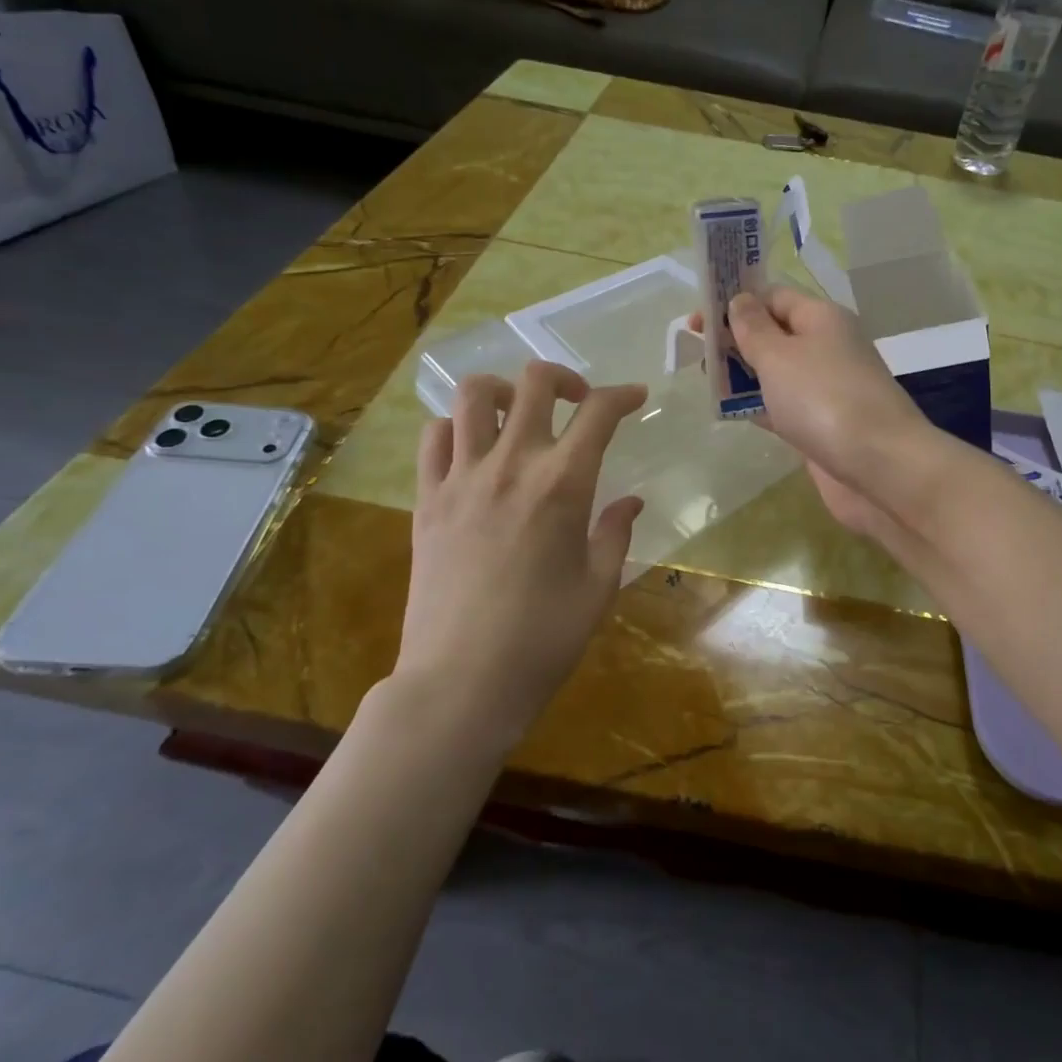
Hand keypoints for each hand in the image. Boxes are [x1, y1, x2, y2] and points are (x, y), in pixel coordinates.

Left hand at [398, 361, 645, 743]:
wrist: (461, 682)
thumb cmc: (543, 639)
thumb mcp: (598, 587)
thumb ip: (614, 534)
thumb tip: (628, 502)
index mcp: (562, 485)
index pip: (598, 414)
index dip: (623, 396)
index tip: (636, 397)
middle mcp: (510, 465)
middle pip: (533, 383)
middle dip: (564, 378)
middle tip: (578, 403)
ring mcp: (460, 478)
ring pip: (473, 395)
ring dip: (505, 392)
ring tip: (519, 416)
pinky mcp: (425, 500)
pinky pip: (432, 438)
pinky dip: (455, 428)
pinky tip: (473, 451)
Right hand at [720, 287, 931, 540]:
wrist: (879, 466)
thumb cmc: (823, 399)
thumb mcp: (779, 355)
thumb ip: (753, 328)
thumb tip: (740, 300)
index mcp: (822, 318)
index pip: (774, 297)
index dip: (736, 303)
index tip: (698, 322)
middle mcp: (828, 347)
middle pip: (775, 334)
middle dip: (737, 340)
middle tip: (697, 354)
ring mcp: (827, 388)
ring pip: (778, 372)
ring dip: (744, 375)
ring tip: (707, 383)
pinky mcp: (823, 424)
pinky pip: (784, 406)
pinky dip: (759, 406)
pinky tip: (732, 412)